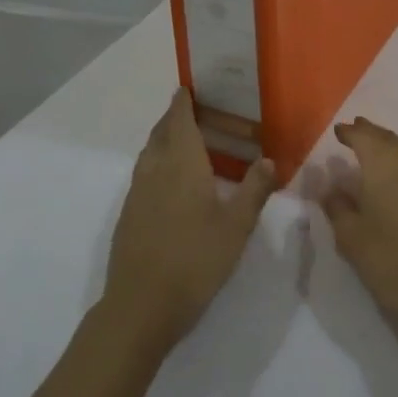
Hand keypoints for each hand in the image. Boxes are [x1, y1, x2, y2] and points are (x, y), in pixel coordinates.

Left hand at [105, 89, 275, 349]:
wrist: (141, 307)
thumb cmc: (195, 261)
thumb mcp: (236, 227)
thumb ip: (254, 190)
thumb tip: (269, 159)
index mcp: (182, 166)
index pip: (179, 122)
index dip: (182, 104)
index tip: (187, 89)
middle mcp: (155, 172)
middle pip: (160, 134)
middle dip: (173, 119)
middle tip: (193, 112)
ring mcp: (137, 195)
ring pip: (149, 155)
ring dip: (163, 141)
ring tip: (184, 143)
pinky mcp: (129, 217)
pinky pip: (144, 176)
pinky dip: (157, 165)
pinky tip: (171, 184)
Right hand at [321, 117, 397, 329]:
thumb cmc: (395, 259)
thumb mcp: (353, 239)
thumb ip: (338, 209)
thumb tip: (330, 187)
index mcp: (384, 164)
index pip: (363, 137)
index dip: (349, 132)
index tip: (338, 130)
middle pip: (387, 139)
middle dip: (369, 133)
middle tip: (354, 130)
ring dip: (386, 147)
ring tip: (371, 149)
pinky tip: (394, 177)